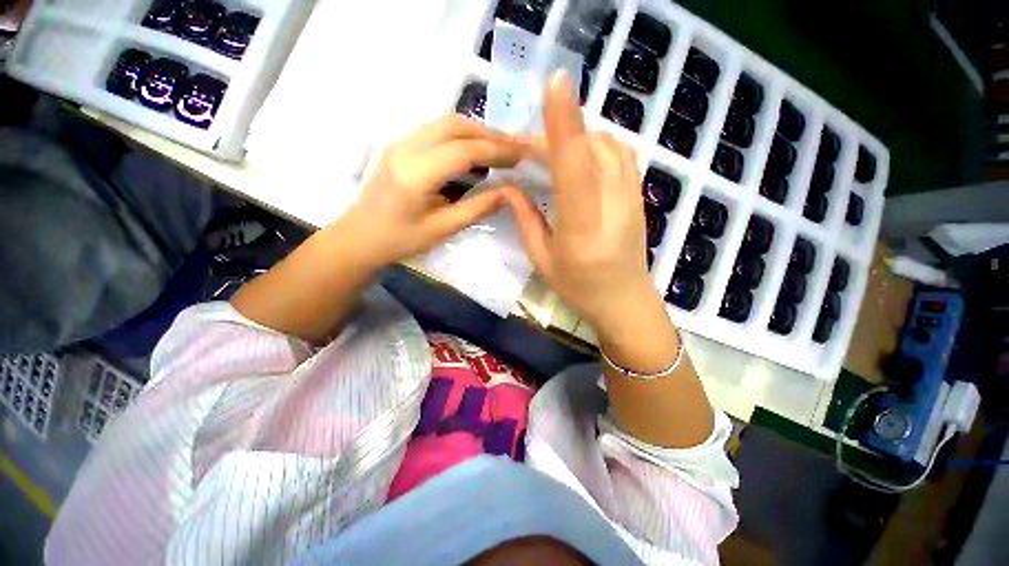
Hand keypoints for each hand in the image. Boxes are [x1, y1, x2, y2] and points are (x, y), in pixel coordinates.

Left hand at [343, 114, 529, 265]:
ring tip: (501, 148)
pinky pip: (436, 130)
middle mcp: (406, 147)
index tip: (524, 154)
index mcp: (416, 173)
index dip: (499, 150)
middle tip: (516, 148)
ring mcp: (400, 141)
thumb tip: (509, 191)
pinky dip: (462, 135)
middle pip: (455, 125)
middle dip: (491, 134)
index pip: (465, 150)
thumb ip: (478, 207)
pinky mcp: (400, 144)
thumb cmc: (401, 240)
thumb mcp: (443, 229)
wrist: (359, 237)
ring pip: (446, 122)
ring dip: (477, 131)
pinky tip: (475, 150)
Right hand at [501, 71, 655, 330]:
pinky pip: (621, 154)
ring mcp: (631, 196)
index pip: (575, 166)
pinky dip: (598, 144)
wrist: (624, 300)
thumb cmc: (578, 287)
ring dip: (579, 136)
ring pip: (609, 145)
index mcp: (583, 225)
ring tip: (554, 149)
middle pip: (590, 147)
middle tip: (528, 146)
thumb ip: (525, 219)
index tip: (555, 83)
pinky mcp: (638, 194)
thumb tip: (507, 186)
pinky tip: (582, 155)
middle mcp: (612, 203)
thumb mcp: (543, 259)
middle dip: (557, 134)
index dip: (565, 124)